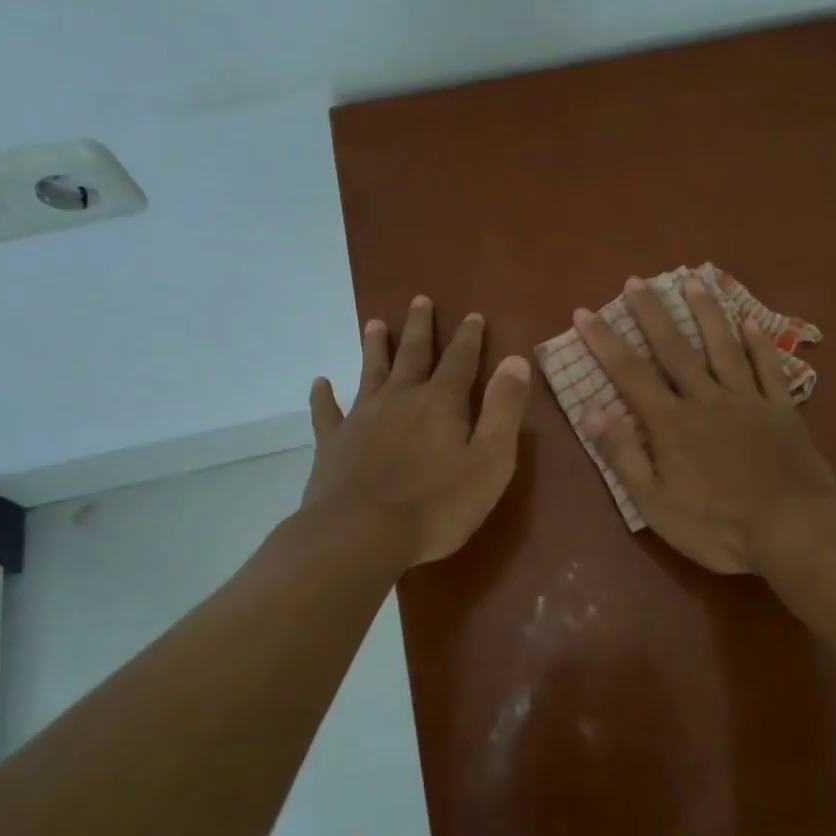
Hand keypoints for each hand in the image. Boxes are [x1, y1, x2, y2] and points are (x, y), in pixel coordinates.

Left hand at [303, 297, 530, 567]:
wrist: (361, 534)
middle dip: (420, 327)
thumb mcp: (489, 460)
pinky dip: (324, 396)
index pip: (460, 360)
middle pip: (412, 354)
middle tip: (420, 300)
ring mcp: (362, 418)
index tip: (472, 314)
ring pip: (370, 372)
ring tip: (374, 323)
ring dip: (374, 347)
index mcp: (441, 402)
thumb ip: (503, 409)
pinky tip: (320, 383)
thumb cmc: (436, 504)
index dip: (469, 337)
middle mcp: (400, 398)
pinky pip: (327, 412)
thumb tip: (515, 360)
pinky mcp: (333, 443)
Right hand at [575, 277, 835, 574]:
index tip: (585, 311)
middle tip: (636, 281)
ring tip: (693, 281)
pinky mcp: (781, 410)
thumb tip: (592, 410)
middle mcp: (706, 399)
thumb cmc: (717, 526)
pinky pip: (769, 368)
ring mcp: (747, 400)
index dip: (604, 341)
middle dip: (652, 313)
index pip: (630, 373)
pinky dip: (759, 343)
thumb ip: (624, 455)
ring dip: (706, 313)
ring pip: (723, 347)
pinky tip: (750, 321)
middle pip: (674, 349)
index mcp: (671, 423)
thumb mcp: (656, 504)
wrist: (794, 530)